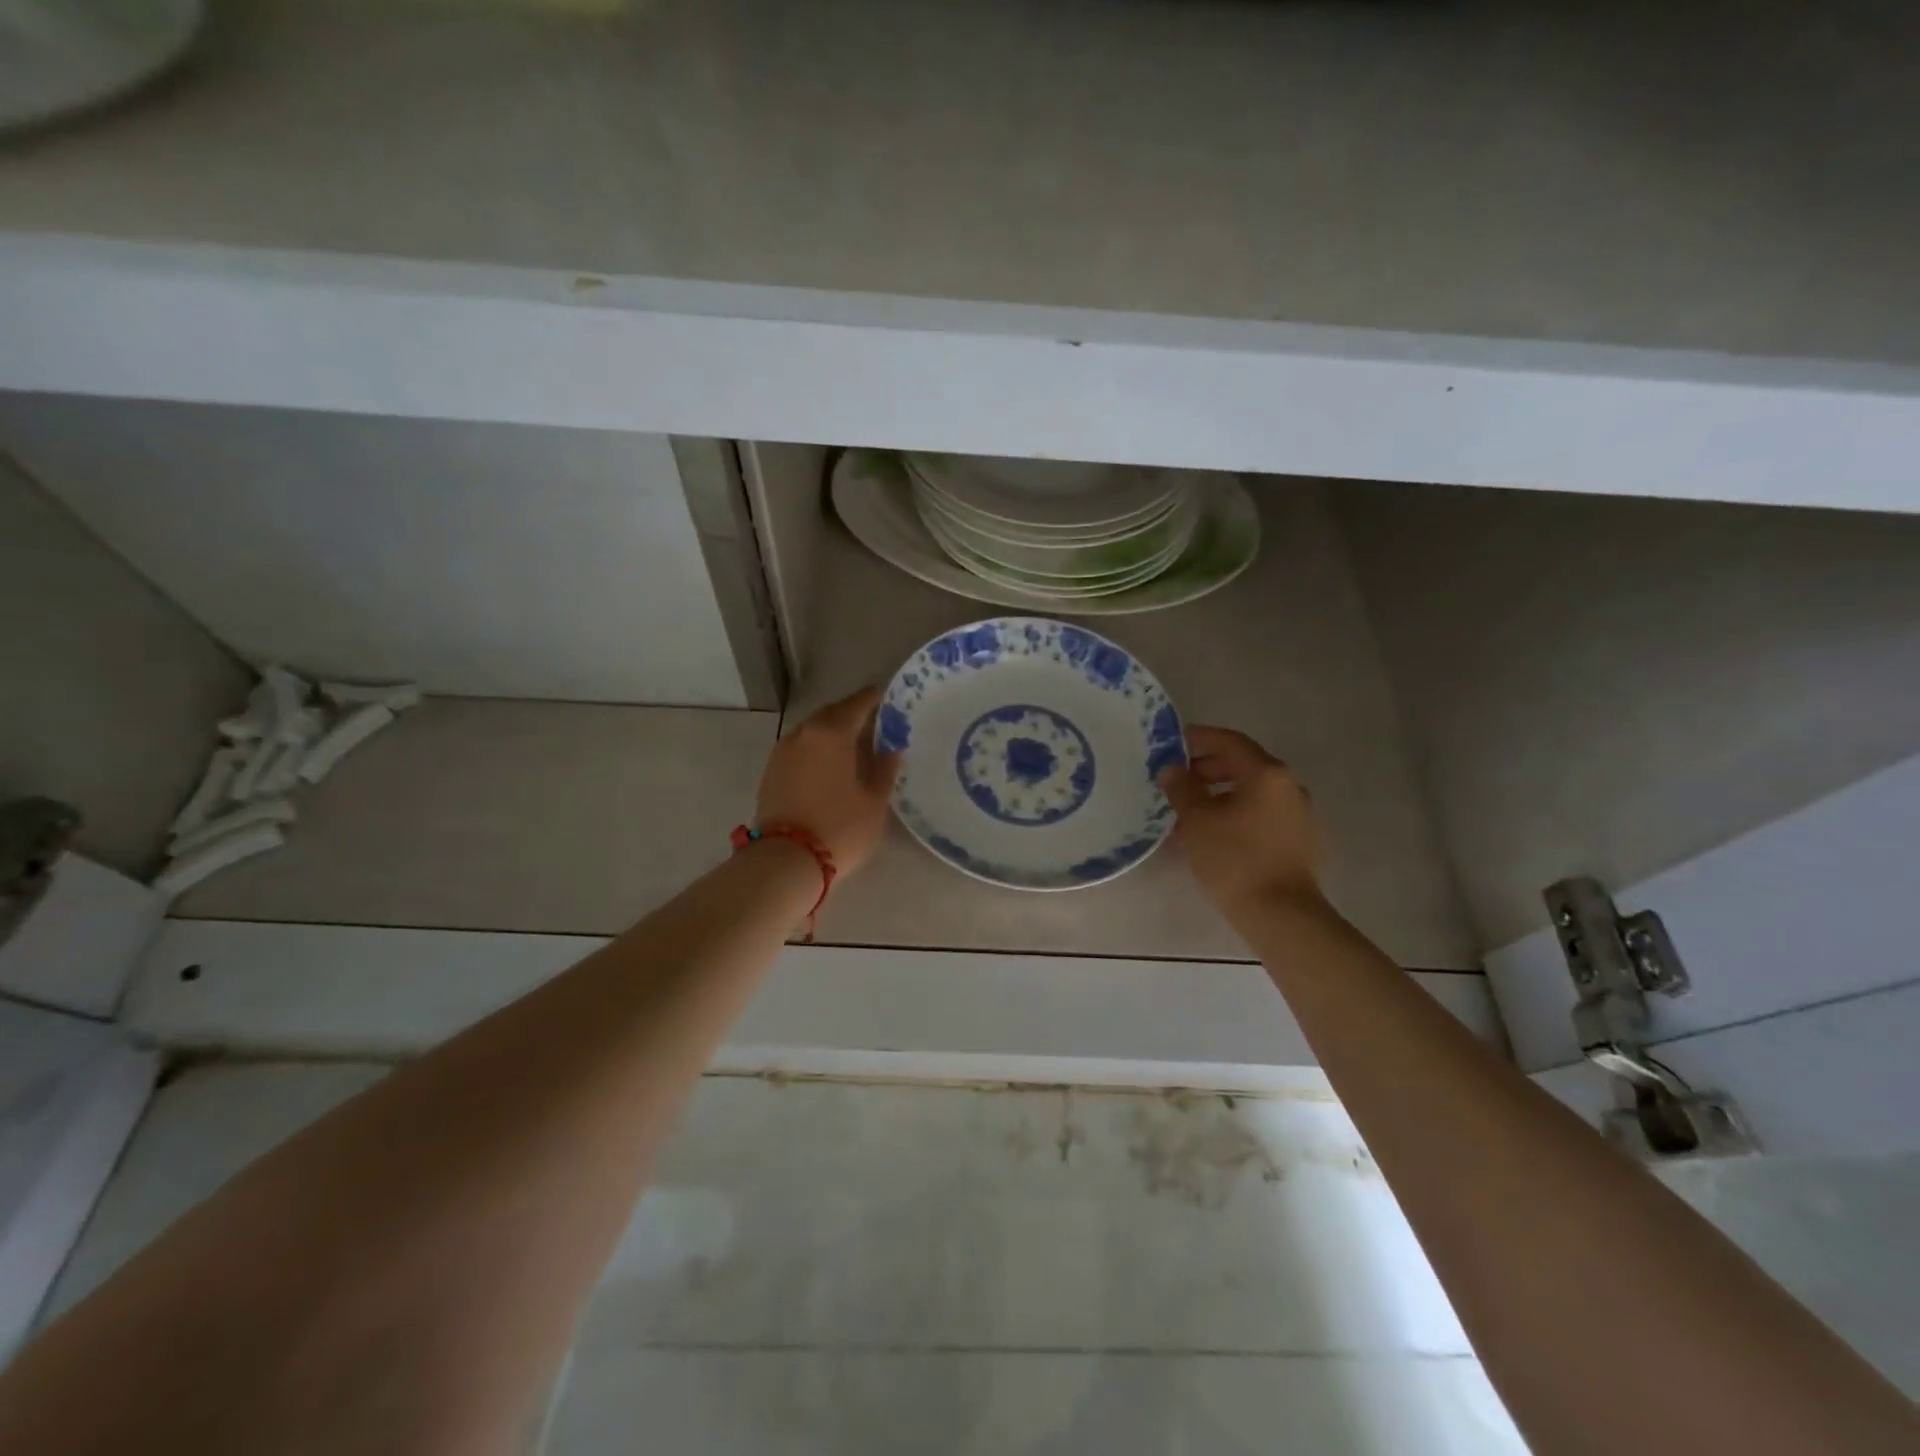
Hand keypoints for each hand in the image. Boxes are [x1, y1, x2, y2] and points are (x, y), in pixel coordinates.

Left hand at [755, 687, 901, 876]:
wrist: (785, 861)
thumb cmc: (840, 828)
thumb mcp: (874, 801)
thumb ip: (885, 769)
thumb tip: (891, 749)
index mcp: (833, 732)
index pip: (860, 702)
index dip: (878, 700)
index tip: (893, 702)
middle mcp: (804, 732)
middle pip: (833, 713)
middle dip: (854, 716)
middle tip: (876, 729)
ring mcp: (783, 751)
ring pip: (814, 731)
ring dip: (833, 734)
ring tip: (854, 750)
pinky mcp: (772, 771)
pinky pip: (801, 749)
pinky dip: (818, 751)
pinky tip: (831, 768)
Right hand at [1157, 725, 1322, 913]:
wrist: (1281, 915)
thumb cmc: (1235, 859)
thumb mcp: (1197, 820)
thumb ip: (1182, 788)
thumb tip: (1172, 769)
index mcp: (1267, 774)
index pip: (1229, 741)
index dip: (1199, 738)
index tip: (1172, 743)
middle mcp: (1288, 787)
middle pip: (1242, 766)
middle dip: (1206, 770)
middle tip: (1176, 782)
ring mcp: (1298, 815)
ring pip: (1250, 793)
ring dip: (1218, 796)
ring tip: (1187, 814)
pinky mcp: (1298, 841)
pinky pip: (1260, 815)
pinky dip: (1234, 815)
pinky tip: (1211, 836)